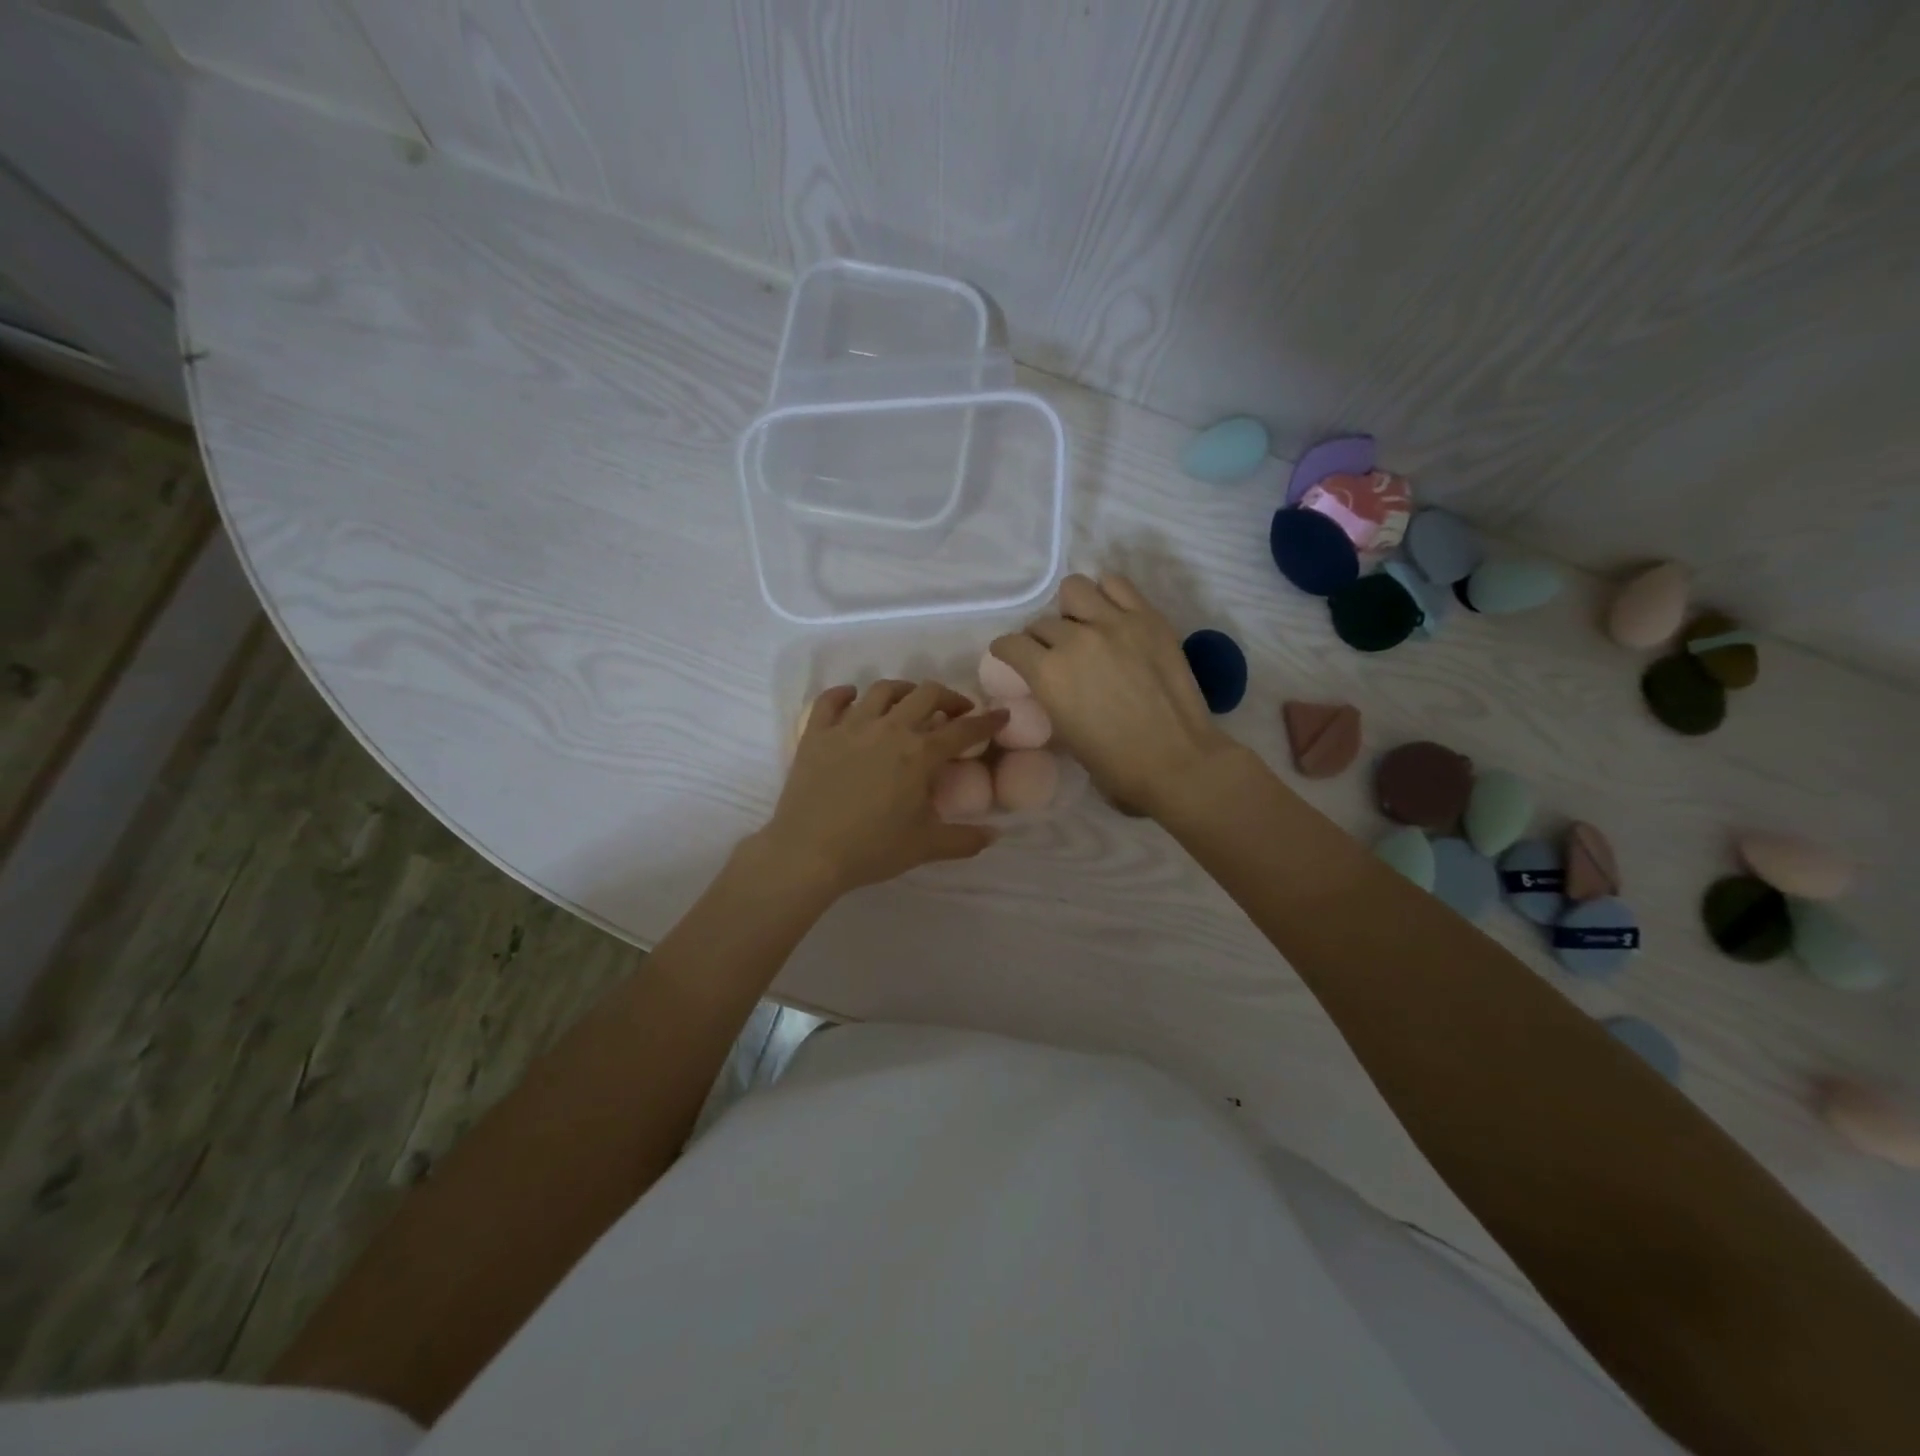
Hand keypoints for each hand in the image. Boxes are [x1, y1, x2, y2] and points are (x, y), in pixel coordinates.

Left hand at [753, 681, 1006, 899]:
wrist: (809, 853)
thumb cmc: (872, 849)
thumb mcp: (926, 847)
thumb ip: (964, 839)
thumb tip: (995, 835)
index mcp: (920, 753)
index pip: (963, 730)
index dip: (987, 721)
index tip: (1000, 715)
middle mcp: (889, 729)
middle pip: (926, 694)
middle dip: (948, 697)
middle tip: (956, 710)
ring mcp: (850, 726)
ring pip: (882, 690)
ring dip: (903, 690)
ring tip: (909, 701)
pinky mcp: (817, 733)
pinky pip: (831, 700)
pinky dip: (844, 694)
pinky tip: (853, 699)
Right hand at [991, 574, 1237, 817]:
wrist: (1177, 763)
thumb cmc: (1116, 767)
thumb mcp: (1065, 738)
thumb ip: (1052, 700)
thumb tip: (1052, 687)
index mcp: (1048, 674)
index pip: (1011, 644)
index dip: (1008, 651)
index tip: (1013, 657)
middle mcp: (1074, 640)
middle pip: (1042, 622)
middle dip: (1041, 638)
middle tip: (1055, 654)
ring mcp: (1114, 623)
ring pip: (1074, 588)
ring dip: (1070, 607)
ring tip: (1082, 624)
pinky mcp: (1148, 618)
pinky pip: (1116, 584)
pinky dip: (1106, 594)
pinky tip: (1110, 612)